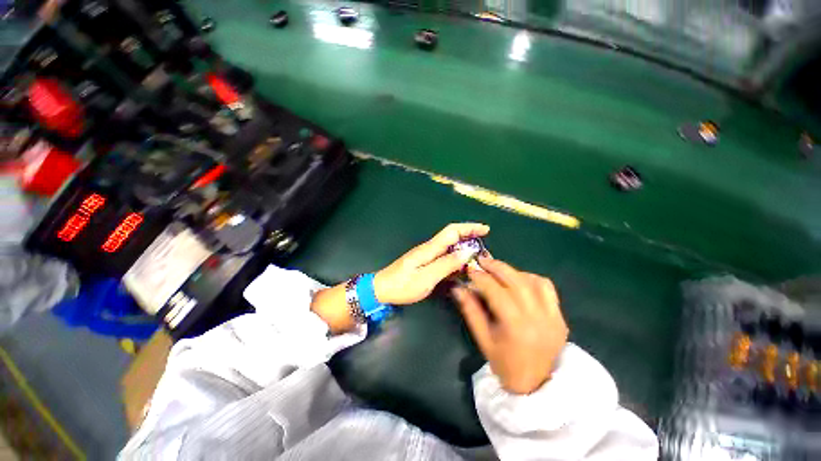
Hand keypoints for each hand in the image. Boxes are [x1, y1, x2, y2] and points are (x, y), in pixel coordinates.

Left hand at [373, 223, 489, 304]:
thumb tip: (466, 252)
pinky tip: (462, 266)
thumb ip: (446, 265)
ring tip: (477, 257)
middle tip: (484, 246)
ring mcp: (427, 254)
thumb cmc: (403, 285)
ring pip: (449, 246)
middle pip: (452, 236)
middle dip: (469, 236)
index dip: (469, 227)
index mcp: (430, 248)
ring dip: (464, 248)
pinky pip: (444, 256)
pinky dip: (456, 258)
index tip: (485, 229)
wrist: (382, 289)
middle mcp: (429, 248)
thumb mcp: (426, 278)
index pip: (452, 231)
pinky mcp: (425, 262)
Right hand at [453, 258, 568, 394]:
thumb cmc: (504, 363)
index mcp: (516, 327)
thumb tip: (458, 288)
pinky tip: (520, 280)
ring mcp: (553, 317)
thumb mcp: (482, 338)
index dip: (481, 278)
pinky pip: (547, 288)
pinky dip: (532, 278)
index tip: (470, 270)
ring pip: (533, 281)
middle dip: (497, 267)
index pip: (496, 292)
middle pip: (517, 282)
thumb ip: (470, 310)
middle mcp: (538, 318)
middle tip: (483, 260)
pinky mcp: (560, 316)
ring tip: (498, 269)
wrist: (535, 383)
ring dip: (514, 271)